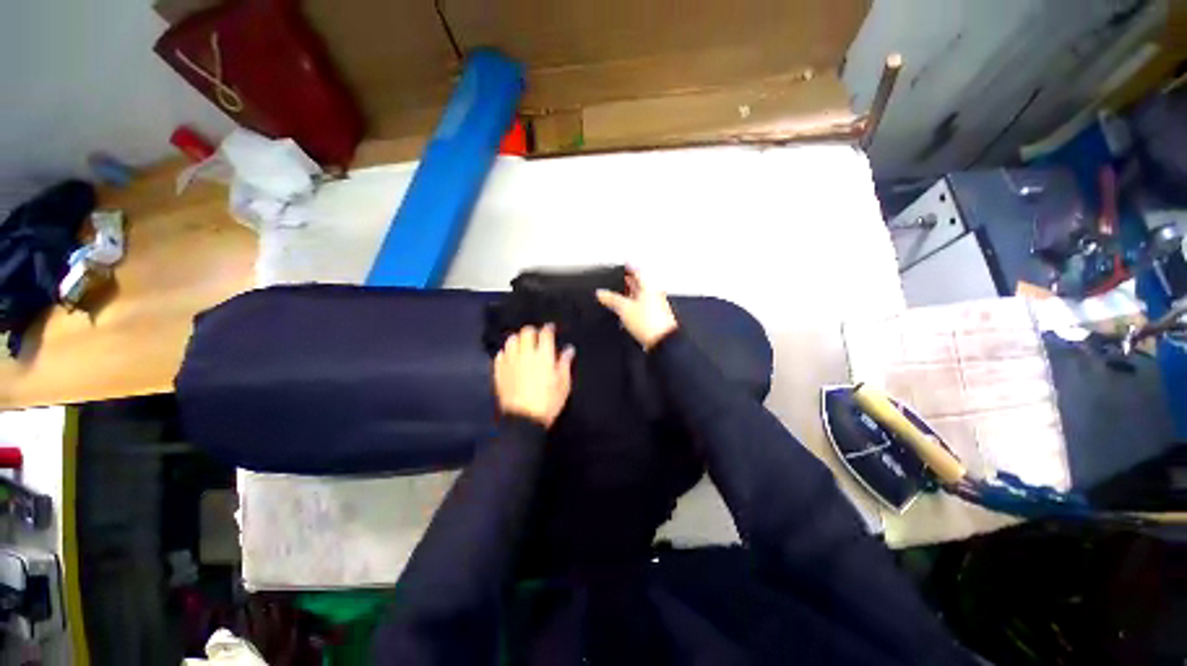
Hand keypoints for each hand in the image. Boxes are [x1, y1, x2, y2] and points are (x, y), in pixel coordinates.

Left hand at [494, 324, 574, 427]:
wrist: (523, 420)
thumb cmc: (548, 402)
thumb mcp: (563, 384)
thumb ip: (565, 363)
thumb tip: (568, 349)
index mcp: (544, 356)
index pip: (545, 333)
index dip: (548, 328)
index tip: (550, 328)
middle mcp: (526, 354)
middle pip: (526, 332)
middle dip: (532, 331)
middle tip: (536, 337)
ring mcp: (510, 362)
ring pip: (511, 341)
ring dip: (518, 340)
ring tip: (522, 345)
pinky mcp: (499, 371)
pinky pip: (500, 355)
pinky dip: (506, 353)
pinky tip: (511, 358)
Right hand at [596, 271, 677, 349]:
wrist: (662, 342)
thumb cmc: (650, 323)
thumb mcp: (624, 308)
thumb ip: (611, 299)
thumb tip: (600, 293)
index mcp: (648, 287)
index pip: (637, 271)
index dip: (628, 267)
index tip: (621, 265)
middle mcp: (653, 294)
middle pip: (639, 283)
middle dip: (627, 281)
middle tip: (616, 280)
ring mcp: (654, 306)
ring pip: (639, 296)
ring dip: (628, 294)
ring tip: (617, 296)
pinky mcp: (653, 317)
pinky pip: (641, 307)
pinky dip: (632, 306)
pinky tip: (625, 311)